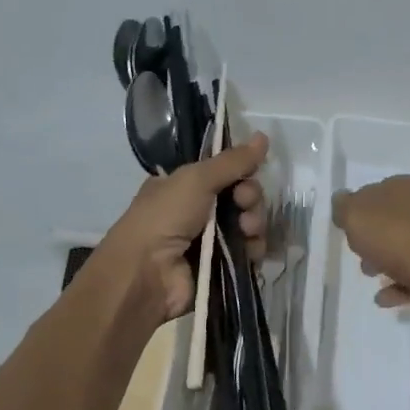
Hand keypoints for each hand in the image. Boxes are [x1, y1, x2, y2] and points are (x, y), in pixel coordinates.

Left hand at [98, 132, 270, 323]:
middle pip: (240, 198)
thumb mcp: (196, 179)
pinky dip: (254, 250)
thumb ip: (232, 161)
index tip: (247, 176)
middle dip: (250, 199)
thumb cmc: (164, 218)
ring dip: (254, 224)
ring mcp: (209, 241)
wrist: (146, 274)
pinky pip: (248, 253)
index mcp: (183, 186)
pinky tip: (252, 252)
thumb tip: (263, 135)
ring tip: (248, 231)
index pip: (224, 173)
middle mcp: (196, 211)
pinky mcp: (220, 267)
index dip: (241, 173)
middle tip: (245, 206)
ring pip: (247, 225)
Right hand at [330, 174, 409, 326]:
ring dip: (383, 263)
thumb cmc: (395, 237)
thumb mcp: (354, 214)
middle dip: (371, 239)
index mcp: (405, 188)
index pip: (377, 191)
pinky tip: (383, 297)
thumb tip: (342, 201)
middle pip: (389, 222)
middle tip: (358, 253)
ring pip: (401, 249)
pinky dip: (396, 286)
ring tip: (371, 276)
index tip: (347, 228)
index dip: (359, 209)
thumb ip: (343, 206)